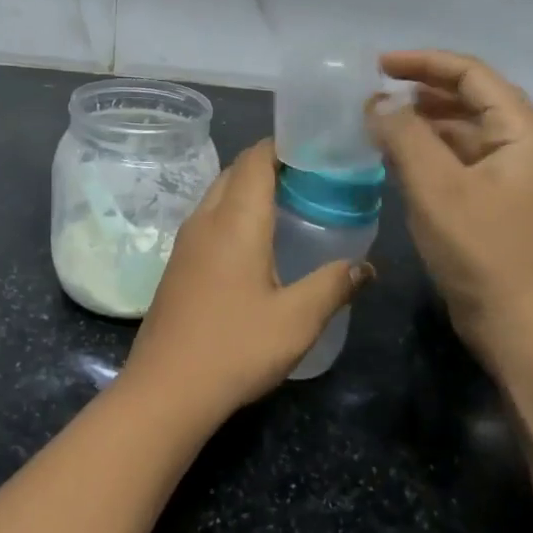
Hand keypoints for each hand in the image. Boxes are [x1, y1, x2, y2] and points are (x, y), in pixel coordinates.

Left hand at [124, 140, 370, 418]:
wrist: (167, 388)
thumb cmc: (235, 347)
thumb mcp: (297, 320)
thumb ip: (334, 285)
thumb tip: (366, 266)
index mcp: (236, 220)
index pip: (256, 158)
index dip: (285, 145)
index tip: (318, 150)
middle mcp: (206, 219)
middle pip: (236, 171)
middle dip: (271, 164)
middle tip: (312, 179)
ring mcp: (186, 241)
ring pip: (219, 194)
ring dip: (250, 189)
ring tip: (291, 206)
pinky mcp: (177, 263)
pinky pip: (209, 219)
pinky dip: (234, 213)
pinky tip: (257, 244)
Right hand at [370, 51, 532, 355]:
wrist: (522, 327)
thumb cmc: (483, 252)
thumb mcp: (436, 187)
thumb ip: (404, 135)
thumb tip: (379, 101)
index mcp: (522, 130)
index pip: (471, 74)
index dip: (423, 63)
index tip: (377, 65)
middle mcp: (525, 144)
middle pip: (470, 99)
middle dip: (421, 92)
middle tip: (374, 95)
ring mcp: (514, 176)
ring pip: (464, 132)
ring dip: (423, 123)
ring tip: (378, 124)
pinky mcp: (500, 203)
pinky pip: (462, 162)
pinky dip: (430, 154)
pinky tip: (399, 160)